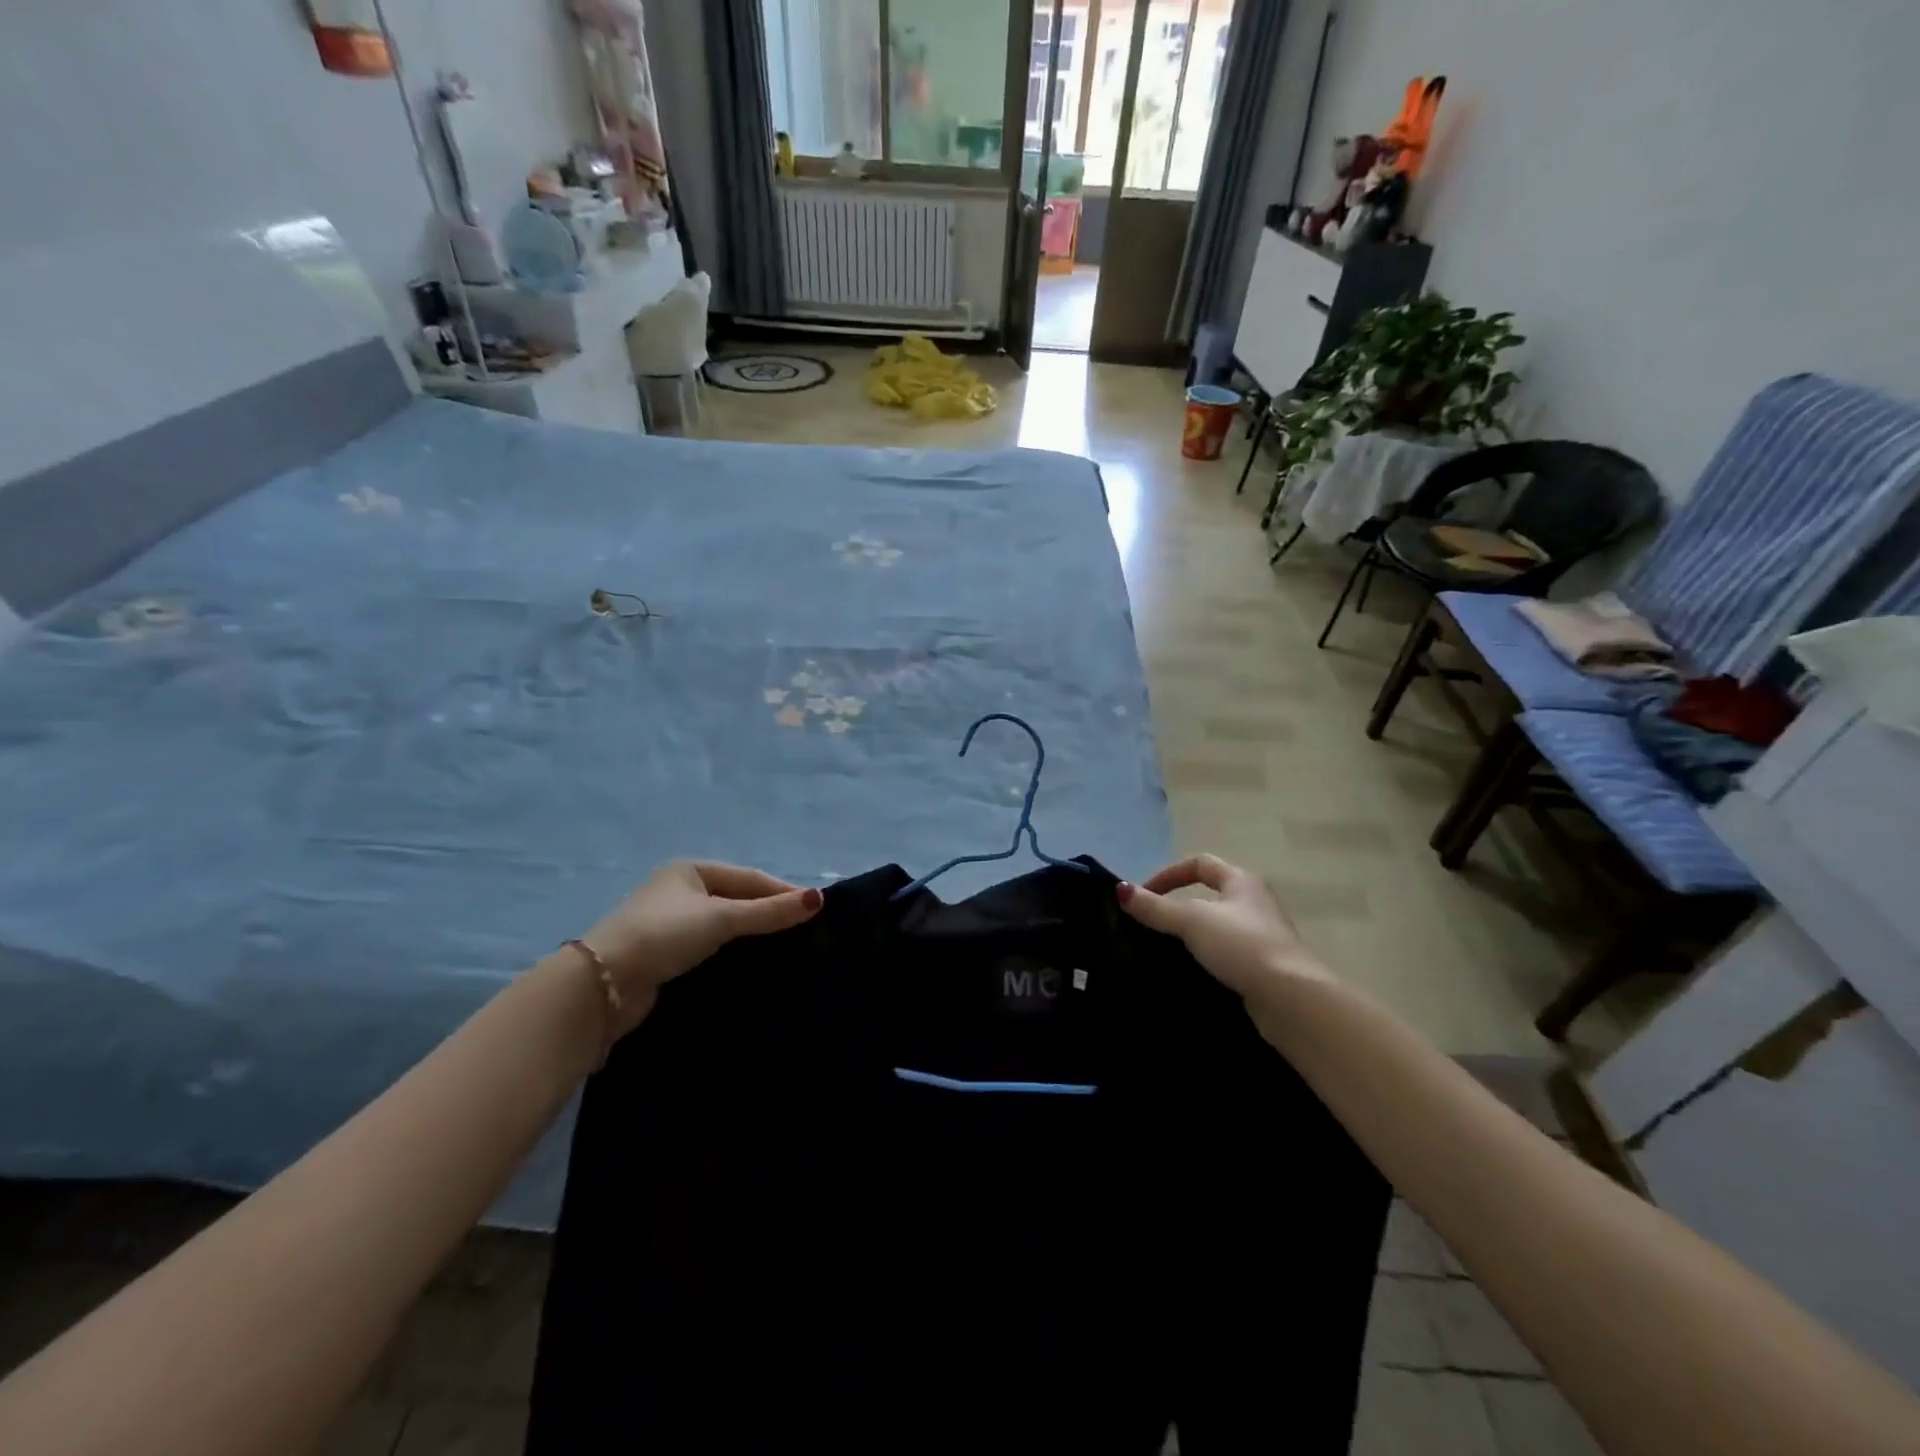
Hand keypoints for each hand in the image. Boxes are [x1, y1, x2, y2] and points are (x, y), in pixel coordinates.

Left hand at [582, 860, 821, 1033]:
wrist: (602, 984)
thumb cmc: (664, 935)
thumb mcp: (721, 918)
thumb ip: (769, 911)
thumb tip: (819, 899)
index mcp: (691, 870)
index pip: (749, 877)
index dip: (782, 891)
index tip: (817, 908)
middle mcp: (680, 891)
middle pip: (737, 898)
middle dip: (769, 911)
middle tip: (806, 928)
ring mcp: (670, 923)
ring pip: (724, 924)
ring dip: (752, 933)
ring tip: (787, 946)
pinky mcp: (664, 954)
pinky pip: (710, 946)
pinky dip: (733, 950)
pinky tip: (751, 961)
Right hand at [1116, 854, 1328, 999]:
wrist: (1290, 999)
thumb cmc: (1241, 945)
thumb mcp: (1191, 920)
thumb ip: (1155, 907)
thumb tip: (1120, 889)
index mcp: (1242, 881)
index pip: (1199, 863)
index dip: (1168, 874)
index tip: (1144, 895)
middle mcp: (1255, 903)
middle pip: (1210, 894)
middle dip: (1179, 905)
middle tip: (1152, 922)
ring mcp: (1263, 936)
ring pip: (1218, 926)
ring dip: (1192, 933)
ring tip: (1165, 948)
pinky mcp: (1264, 967)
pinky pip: (1227, 954)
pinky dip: (1206, 957)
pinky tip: (1191, 971)